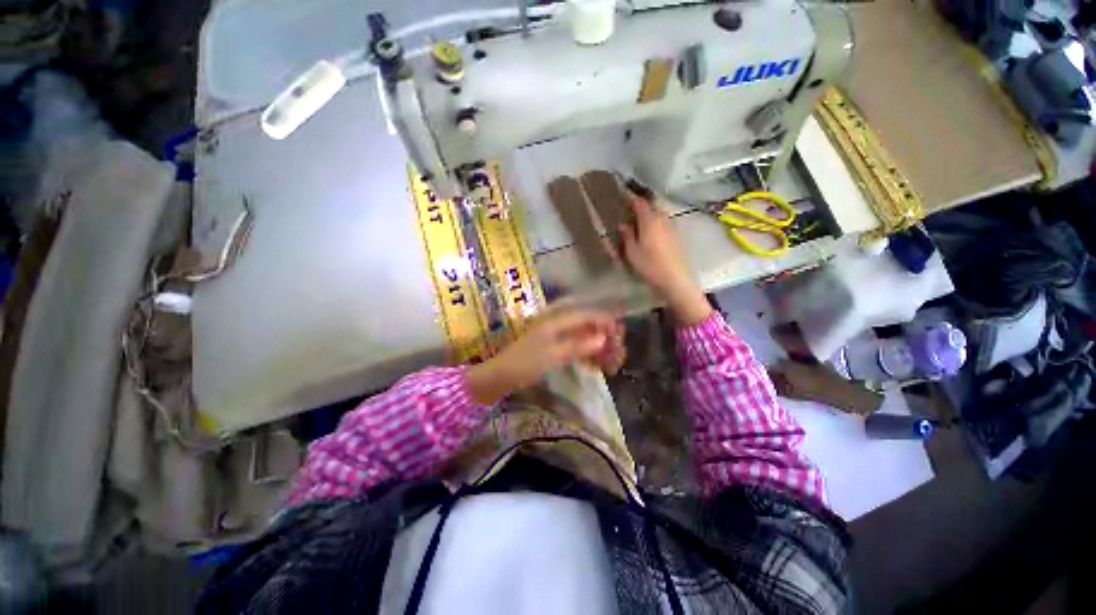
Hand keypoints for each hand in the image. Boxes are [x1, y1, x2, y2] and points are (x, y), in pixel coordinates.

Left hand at [465, 310, 624, 403]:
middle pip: (590, 325)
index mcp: (557, 320)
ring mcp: (558, 335)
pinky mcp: (556, 347)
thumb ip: (578, 345)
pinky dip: (589, 355)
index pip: (588, 315)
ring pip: (586, 337)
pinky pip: (579, 347)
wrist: (501, 376)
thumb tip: (604, 338)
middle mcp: (559, 324)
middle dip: (607, 338)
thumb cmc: (524, 364)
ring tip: (612, 365)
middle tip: (619, 356)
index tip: (620, 340)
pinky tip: (597, 366)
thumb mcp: (552, 355)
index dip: (606, 324)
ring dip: (601, 349)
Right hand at [620, 197, 711, 325]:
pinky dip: (655, 221)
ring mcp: (671, 226)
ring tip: (638, 218)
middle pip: (651, 204)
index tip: (622, 194)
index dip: (630, 197)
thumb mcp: (632, 252)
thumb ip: (627, 236)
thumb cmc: (650, 265)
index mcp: (649, 220)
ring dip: (649, 212)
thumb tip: (623, 224)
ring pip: (659, 213)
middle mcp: (662, 218)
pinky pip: (664, 222)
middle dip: (641, 203)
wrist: (675, 278)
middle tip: (629, 207)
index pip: (639, 202)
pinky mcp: (676, 235)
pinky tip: (650, 231)